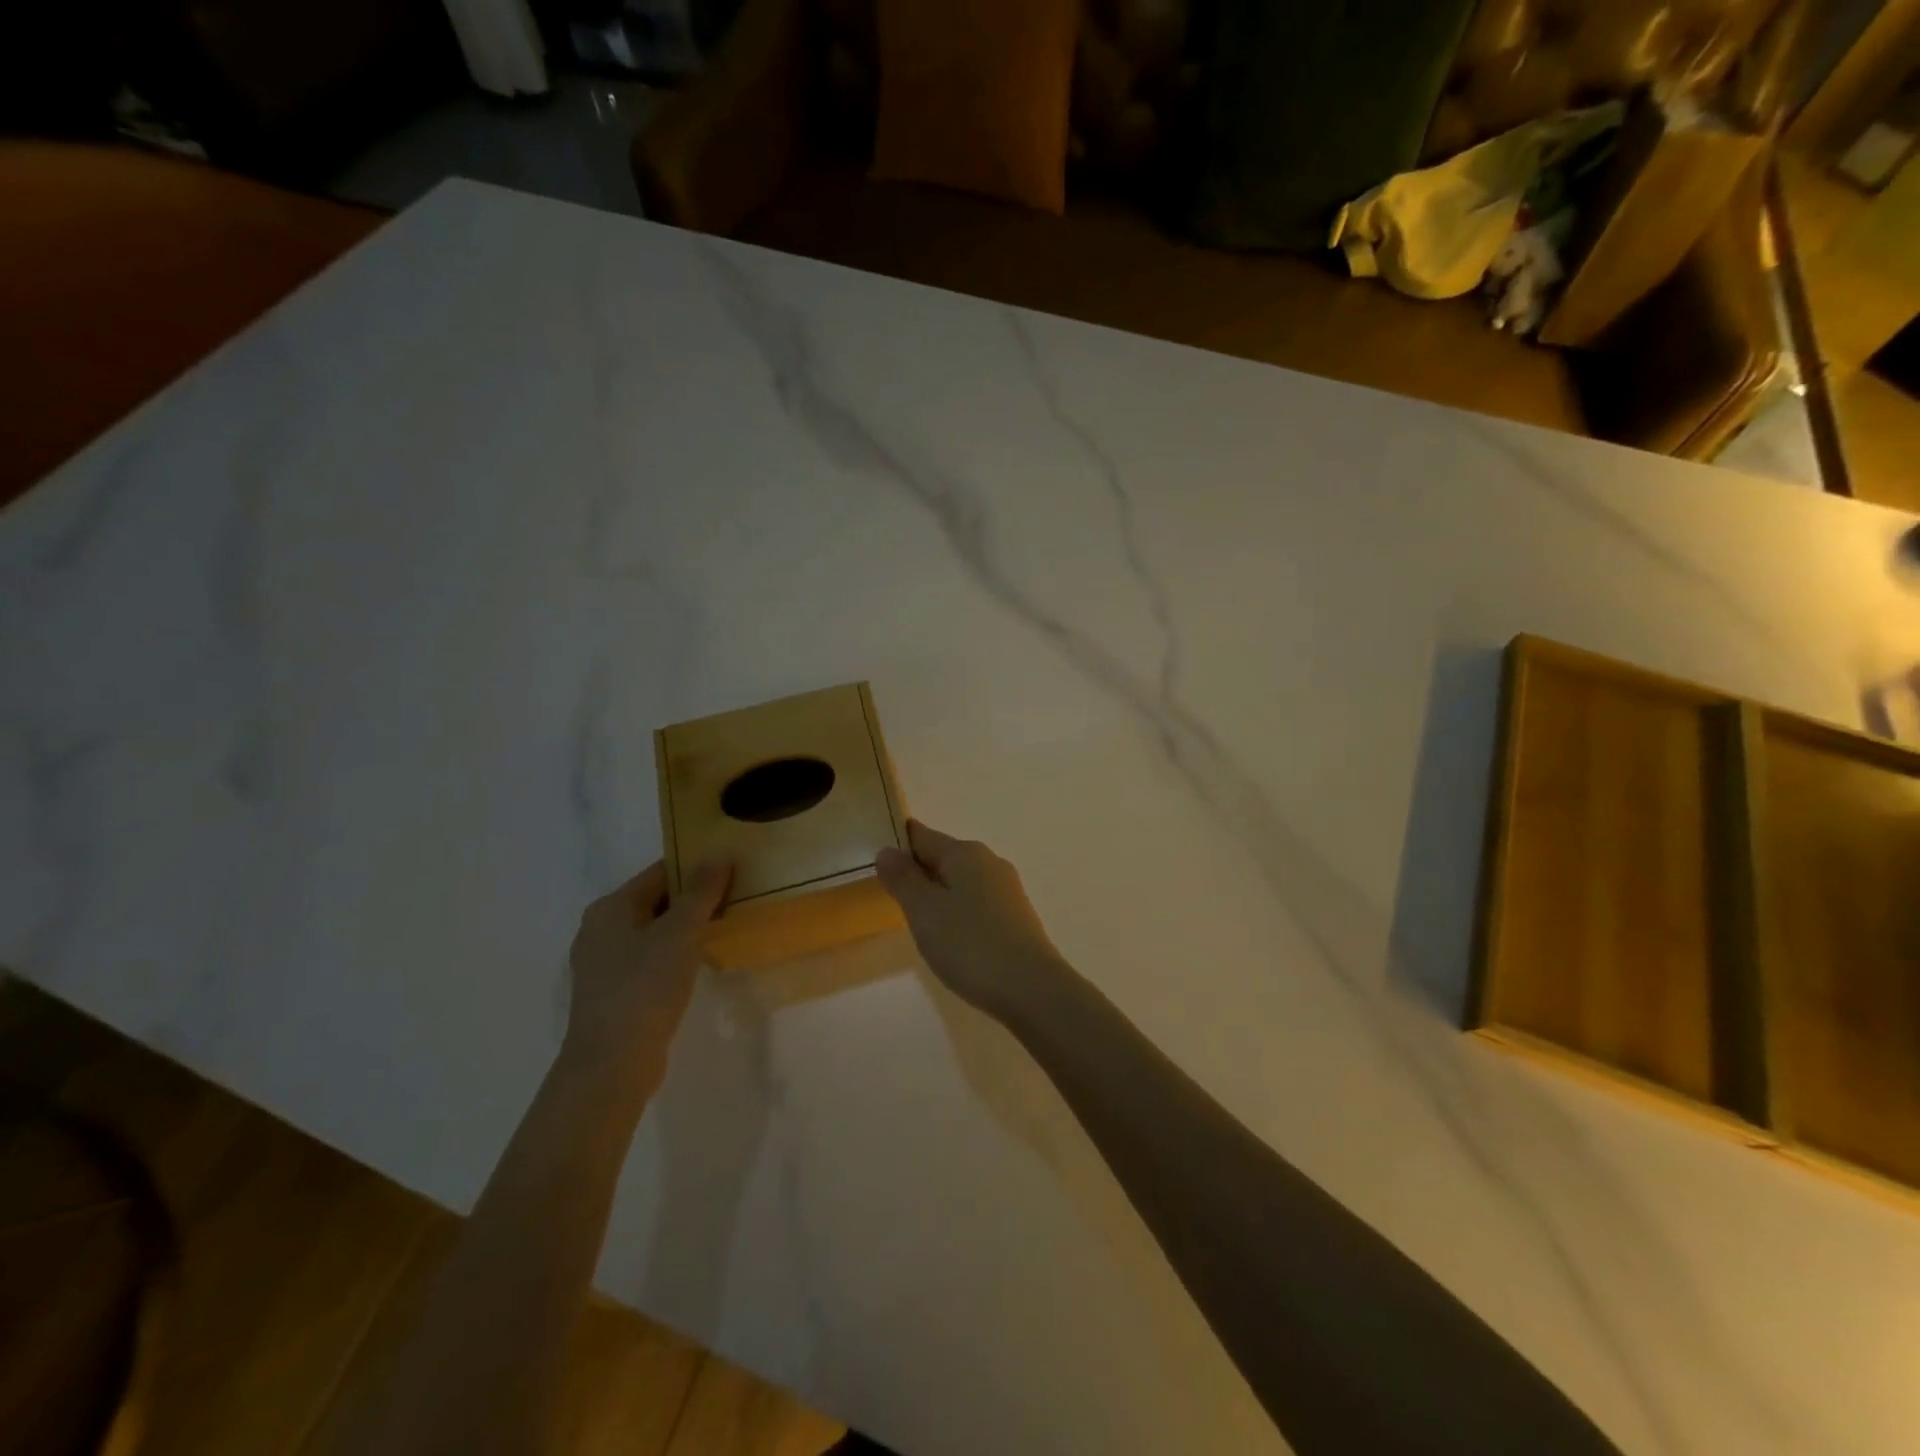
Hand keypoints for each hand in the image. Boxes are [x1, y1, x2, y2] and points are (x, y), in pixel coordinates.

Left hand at [563, 859, 731, 1087]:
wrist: (611, 1066)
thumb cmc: (644, 989)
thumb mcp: (679, 934)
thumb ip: (700, 892)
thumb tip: (719, 854)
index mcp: (611, 907)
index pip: (660, 872)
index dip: (697, 868)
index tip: (733, 870)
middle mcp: (601, 928)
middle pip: (656, 900)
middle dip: (695, 898)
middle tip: (737, 897)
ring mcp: (604, 963)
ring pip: (654, 931)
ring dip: (686, 928)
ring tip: (725, 926)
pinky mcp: (614, 991)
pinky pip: (650, 958)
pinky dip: (675, 954)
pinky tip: (700, 962)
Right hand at [876, 820, 1069, 1022]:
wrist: (1032, 989)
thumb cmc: (970, 945)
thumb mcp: (924, 911)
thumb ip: (903, 879)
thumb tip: (887, 850)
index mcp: (965, 853)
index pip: (922, 836)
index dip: (898, 843)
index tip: (876, 858)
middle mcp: (989, 862)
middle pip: (943, 857)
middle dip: (917, 872)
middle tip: (889, 896)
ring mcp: (1007, 889)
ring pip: (961, 882)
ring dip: (938, 895)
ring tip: (917, 922)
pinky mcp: (1016, 916)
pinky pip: (976, 903)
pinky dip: (958, 912)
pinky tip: (951, 938)